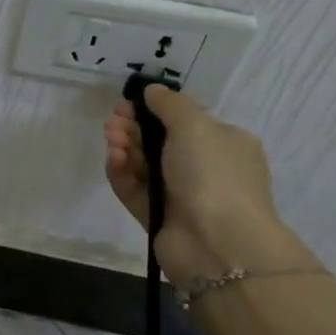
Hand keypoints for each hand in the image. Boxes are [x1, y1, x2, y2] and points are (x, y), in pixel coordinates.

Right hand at [103, 85, 316, 288]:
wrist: (218, 243)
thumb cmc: (213, 175)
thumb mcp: (195, 125)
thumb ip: (169, 104)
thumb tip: (151, 91)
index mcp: (224, 144)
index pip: (185, 121)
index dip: (154, 109)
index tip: (128, 103)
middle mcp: (204, 168)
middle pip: (160, 141)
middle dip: (134, 128)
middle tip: (112, 121)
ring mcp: (180, 195)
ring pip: (144, 165)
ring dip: (125, 148)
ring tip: (111, 138)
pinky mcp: (157, 217)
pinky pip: (134, 190)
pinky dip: (122, 173)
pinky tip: (113, 160)